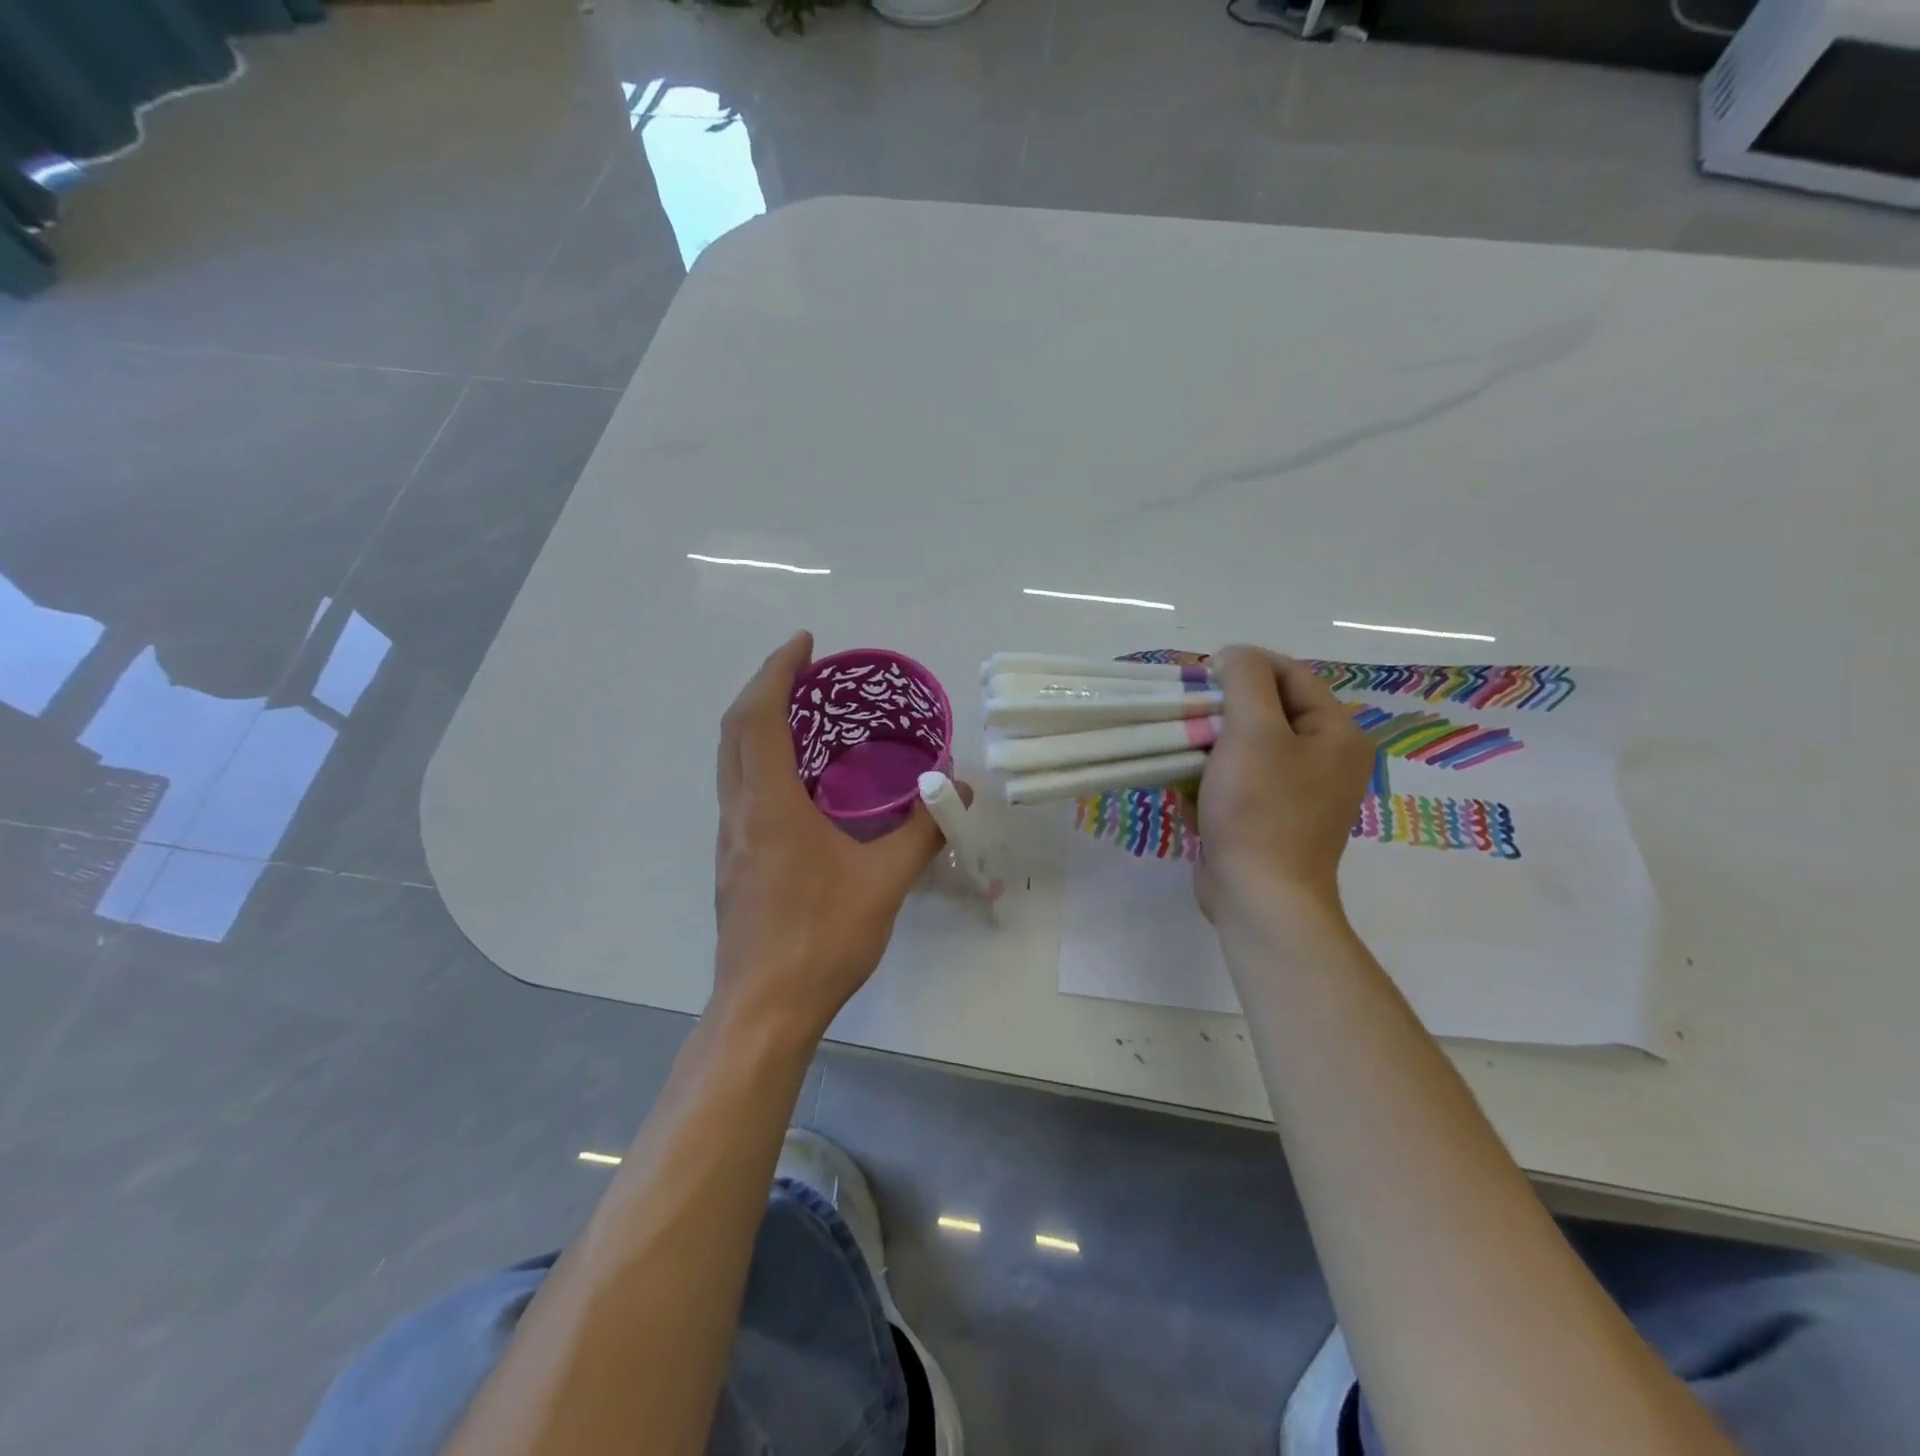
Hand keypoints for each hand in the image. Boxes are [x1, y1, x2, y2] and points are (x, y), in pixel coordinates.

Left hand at [712, 632, 955, 1038]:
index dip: (776, 670)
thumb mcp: (885, 882)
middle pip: (733, 730)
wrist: (764, 1009)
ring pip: (731, 761)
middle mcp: (740, 812)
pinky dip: (761, 761)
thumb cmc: (822, 939)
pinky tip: (799, 781)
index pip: (758, 717)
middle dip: (763, 688)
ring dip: (757, 725)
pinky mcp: (733, 862)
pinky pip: (740, 790)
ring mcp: (730, 839)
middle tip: (804, 672)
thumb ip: (922, 830)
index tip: (804, 644)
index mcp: (770, 806)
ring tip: (803, 715)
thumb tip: (956, 791)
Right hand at [1190, 645, 1374, 928]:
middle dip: (1223, 707)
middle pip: (1269, 709)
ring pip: (1248, 744)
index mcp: (1336, 733)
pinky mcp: (1270, 816)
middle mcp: (1325, 758)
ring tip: (1180, 745)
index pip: (1290, 674)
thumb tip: (1234, 656)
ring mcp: (1298, 791)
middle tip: (1186, 712)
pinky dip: (1212, 774)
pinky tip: (1187, 782)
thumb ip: (1245, 680)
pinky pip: (1240, 778)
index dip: (1244, 666)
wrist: (1259, 897)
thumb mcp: (1253, 731)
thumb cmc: (1259, 809)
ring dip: (1211, 741)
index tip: (1200, 676)